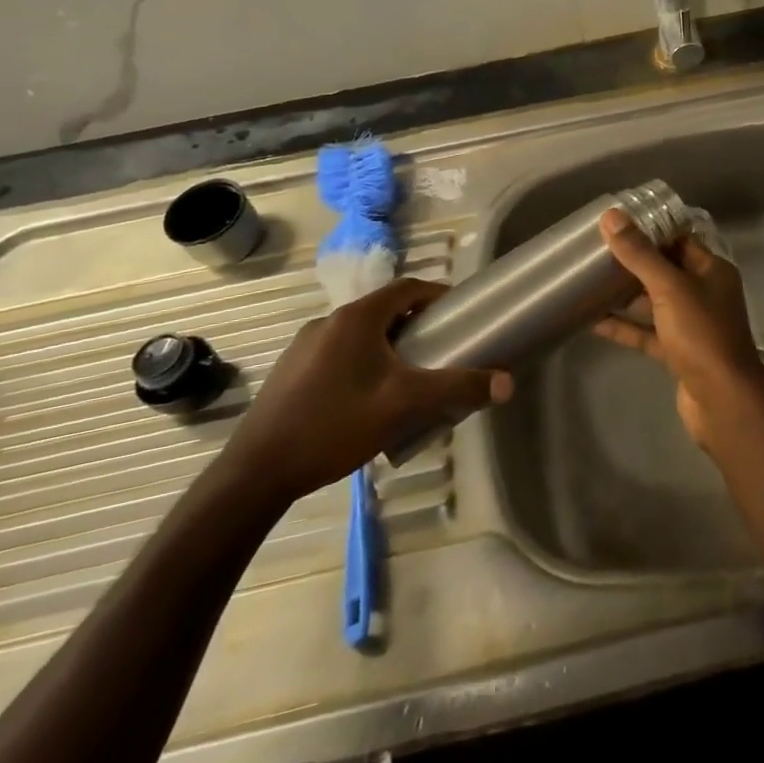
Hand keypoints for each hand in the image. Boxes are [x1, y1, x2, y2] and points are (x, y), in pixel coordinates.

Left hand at [219, 278, 512, 508]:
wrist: (256, 473)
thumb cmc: (335, 425)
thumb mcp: (404, 405)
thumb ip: (457, 389)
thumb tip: (507, 383)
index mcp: (356, 317)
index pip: (407, 288)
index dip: (437, 295)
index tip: (459, 313)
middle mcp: (329, 321)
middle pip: (383, 310)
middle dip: (415, 325)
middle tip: (439, 350)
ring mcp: (304, 346)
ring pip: (359, 334)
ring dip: (387, 345)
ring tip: (406, 378)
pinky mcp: (289, 372)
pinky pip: (337, 354)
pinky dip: (361, 362)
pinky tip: (365, 400)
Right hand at [595, 208, 763, 449]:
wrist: (723, 401)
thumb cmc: (701, 334)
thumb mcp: (669, 288)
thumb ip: (639, 254)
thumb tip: (611, 216)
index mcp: (711, 270)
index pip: (678, 240)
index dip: (649, 231)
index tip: (615, 224)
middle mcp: (705, 293)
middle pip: (664, 270)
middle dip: (633, 263)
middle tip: (595, 252)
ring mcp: (692, 325)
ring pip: (654, 303)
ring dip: (625, 295)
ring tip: (589, 283)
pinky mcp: (679, 353)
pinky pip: (648, 333)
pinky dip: (625, 327)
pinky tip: (594, 321)